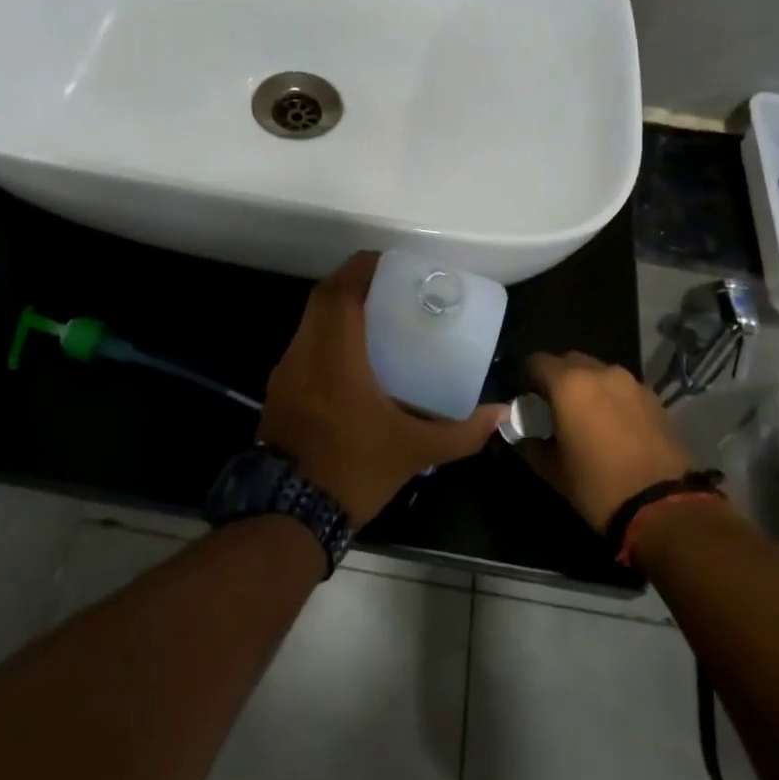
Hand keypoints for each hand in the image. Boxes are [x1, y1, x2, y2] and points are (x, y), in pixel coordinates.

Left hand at [261, 253, 504, 527]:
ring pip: (309, 321)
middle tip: (390, 288)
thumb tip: (500, 415)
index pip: (342, 292)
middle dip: (354, 283)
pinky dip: (326, 336)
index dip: (364, 268)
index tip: (392, 263)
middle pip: (323, 298)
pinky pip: (303, 345)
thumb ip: (461, 431)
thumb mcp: (415, 452)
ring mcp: (285, 372)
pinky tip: (353, 357)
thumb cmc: (354, 470)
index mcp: (335, 356)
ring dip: (338, 309)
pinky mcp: (278, 390)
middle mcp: (304, 353)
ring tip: (376, 317)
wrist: (290, 516)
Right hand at [523, 352, 695, 533]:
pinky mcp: (654, 398)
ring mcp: (632, 383)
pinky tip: (612, 425)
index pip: (536, 361)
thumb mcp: (552, 470)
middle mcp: (601, 372)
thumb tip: (523, 434)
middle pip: (569, 361)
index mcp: (569, 384)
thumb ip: (531, 444)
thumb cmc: (598, 486)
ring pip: (599, 372)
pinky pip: (622, 388)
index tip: (524, 397)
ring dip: (587, 386)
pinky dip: (611, 398)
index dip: (526, 376)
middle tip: (553, 407)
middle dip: (557, 378)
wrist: (665, 508)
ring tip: (585, 416)